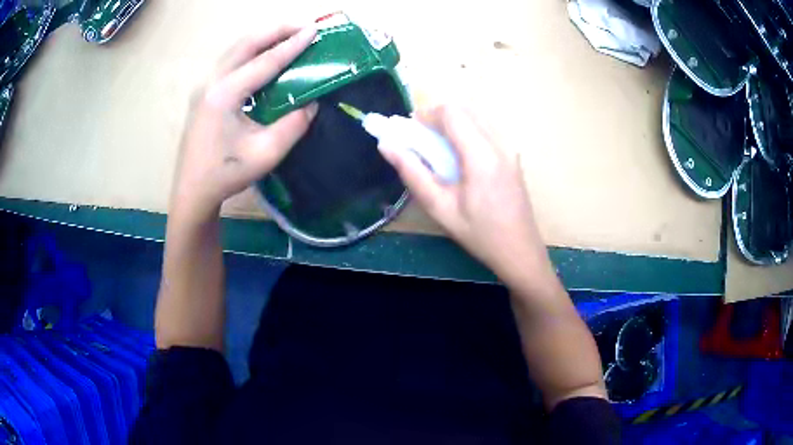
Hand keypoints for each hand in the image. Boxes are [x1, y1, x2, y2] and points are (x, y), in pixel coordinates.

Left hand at [170, 25, 317, 222]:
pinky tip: (263, 57)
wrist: (192, 191)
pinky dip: (250, 52)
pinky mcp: (204, 94)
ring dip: (262, 39)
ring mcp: (204, 87)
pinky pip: (229, 62)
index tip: (314, 31)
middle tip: (302, 26)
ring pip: (235, 50)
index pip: (264, 61)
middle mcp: (211, 83)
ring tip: (287, 35)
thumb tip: (311, 103)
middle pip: (245, 44)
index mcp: (225, 94)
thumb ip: (293, 125)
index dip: (292, 45)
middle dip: (275, 30)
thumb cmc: (226, 175)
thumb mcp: (266, 153)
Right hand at [380, 105, 552, 283]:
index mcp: (481, 155)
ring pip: (476, 116)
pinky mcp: (513, 154)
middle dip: (438, 116)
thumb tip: (386, 145)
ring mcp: (510, 148)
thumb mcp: (440, 208)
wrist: (520, 251)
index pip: (452, 112)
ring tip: (438, 149)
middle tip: (421, 140)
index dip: (426, 114)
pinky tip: (460, 158)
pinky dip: (467, 131)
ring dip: (453, 123)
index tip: (410, 130)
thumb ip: (412, 172)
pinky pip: (486, 128)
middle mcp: (499, 143)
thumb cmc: (479, 234)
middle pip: (465, 109)